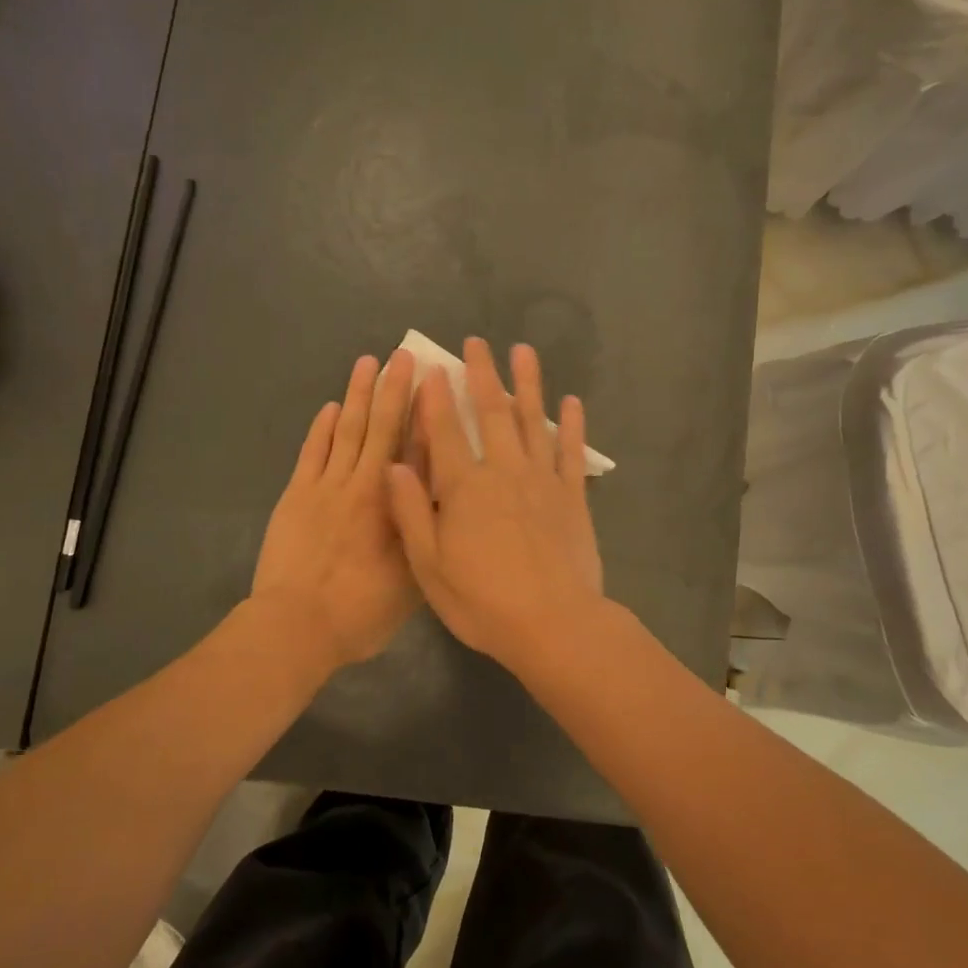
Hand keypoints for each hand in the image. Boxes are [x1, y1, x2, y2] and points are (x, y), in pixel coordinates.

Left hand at [252, 349, 418, 670]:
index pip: (418, 449)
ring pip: (347, 430)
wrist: (297, 625)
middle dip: (394, 390)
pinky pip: (313, 451)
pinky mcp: (297, 494)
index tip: (436, 383)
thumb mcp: (413, 579)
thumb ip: (425, 533)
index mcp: (396, 506)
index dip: (428, 414)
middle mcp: (365, 485)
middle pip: (382, 428)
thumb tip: (441, 495)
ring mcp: (326, 487)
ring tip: (368, 363)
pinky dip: (322, 427)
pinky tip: (332, 407)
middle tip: (403, 356)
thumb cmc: (362, 611)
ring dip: (358, 395)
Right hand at [387, 338, 604, 670]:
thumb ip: (412, 512)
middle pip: (491, 413)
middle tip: (477, 343)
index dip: (437, 398)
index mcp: (464, 487)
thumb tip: (394, 465)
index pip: (445, 431)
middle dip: (482, 375)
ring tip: (523, 352)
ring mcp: (543, 480)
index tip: (434, 368)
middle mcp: (504, 471)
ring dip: (528, 384)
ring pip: (533, 421)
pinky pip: (572, 452)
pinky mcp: (573, 496)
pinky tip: (571, 402)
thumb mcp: (429, 566)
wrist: (553, 625)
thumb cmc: (483, 602)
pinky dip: (571, 425)